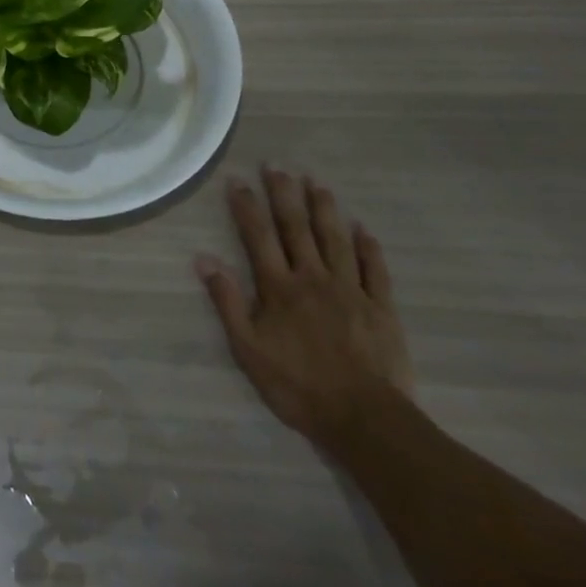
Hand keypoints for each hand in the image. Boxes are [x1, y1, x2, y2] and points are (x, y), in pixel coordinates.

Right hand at [195, 165, 414, 450]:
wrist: (365, 420)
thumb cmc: (298, 386)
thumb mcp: (248, 349)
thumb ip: (227, 301)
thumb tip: (203, 259)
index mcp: (279, 287)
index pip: (258, 236)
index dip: (247, 206)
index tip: (238, 179)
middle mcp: (313, 278)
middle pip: (297, 228)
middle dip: (285, 194)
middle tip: (277, 165)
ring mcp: (351, 291)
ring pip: (336, 240)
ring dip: (325, 209)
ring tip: (317, 183)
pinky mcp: (381, 309)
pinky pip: (375, 271)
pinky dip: (369, 247)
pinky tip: (363, 229)